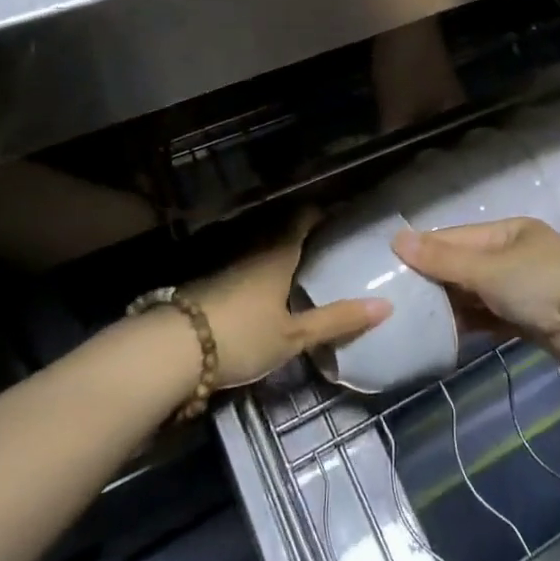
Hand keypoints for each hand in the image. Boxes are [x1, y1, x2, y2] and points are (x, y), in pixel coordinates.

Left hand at [185, 209, 390, 388]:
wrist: (173, 349)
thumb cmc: (242, 335)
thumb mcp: (294, 335)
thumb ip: (337, 321)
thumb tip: (386, 305)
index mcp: (279, 253)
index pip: (304, 218)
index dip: (323, 212)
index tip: (342, 214)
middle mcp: (254, 250)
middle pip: (282, 233)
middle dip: (304, 236)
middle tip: (329, 246)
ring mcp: (229, 266)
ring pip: (262, 251)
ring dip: (281, 256)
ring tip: (304, 270)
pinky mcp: (211, 285)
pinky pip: (246, 269)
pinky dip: (262, 274)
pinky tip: (268, 294)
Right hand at [392, 218, 559, 370]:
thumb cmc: (541, 284)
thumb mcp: (487, 269)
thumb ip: (443, 259)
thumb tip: (397, 238)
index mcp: (508, 232)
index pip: (457, 237)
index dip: (425, 249)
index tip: (392, 266)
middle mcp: (514, 256)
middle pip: (465, 266)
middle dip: (436, 281)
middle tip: (398, 298)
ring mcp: (523, 289)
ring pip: (477, 294)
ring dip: (452, 306)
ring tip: (413, 319)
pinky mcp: (528, 320)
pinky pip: (490, 319)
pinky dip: (470, 325)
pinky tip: (444, 336)